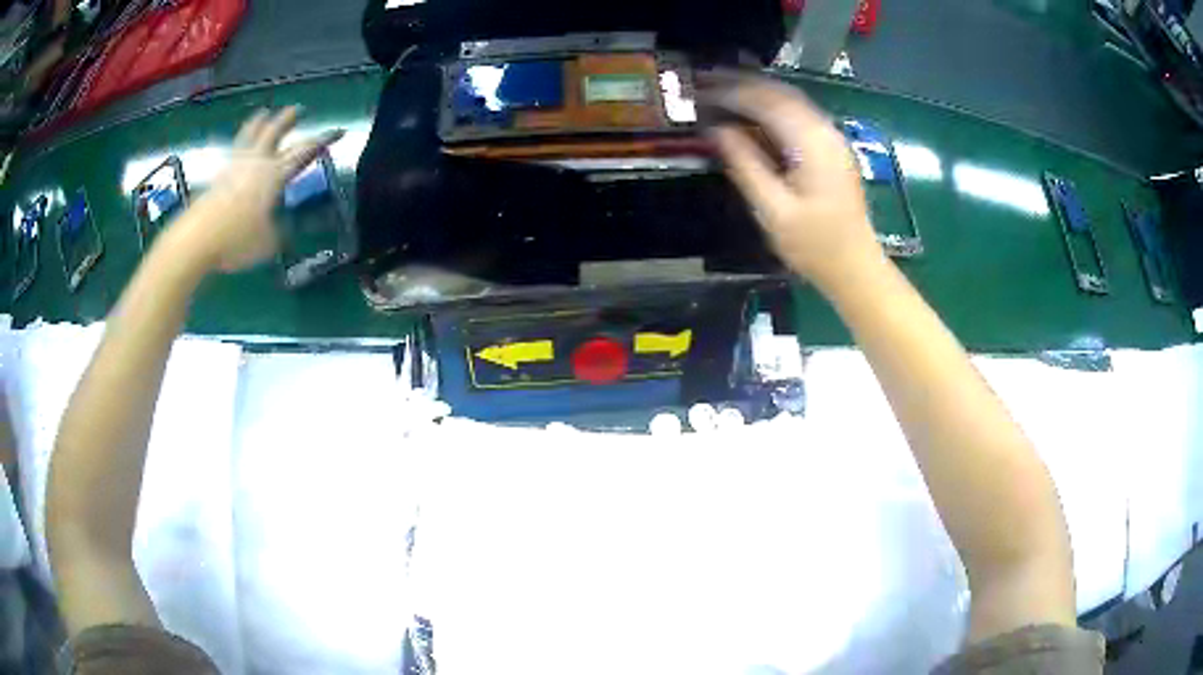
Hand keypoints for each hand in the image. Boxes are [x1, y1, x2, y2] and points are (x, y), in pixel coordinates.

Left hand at [171, 107, 342, 272]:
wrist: (197, 239)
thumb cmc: (236, 240)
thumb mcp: (267, 242)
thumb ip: (277, 230)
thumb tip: (281, 226)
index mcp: (274, 176)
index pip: (304, 152)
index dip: (323, 140)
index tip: (339, 130)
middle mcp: (257, 164)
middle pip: (275, 134)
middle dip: (288, 121)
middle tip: (298, 109)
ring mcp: (236, 167)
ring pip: (252, 136)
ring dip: (260, 123)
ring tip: (264, 113)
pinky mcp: (219, 176)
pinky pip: (236, 149)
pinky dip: (242, 140)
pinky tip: (242, 143)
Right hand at [706, 74, 884, 290]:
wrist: (855, 267)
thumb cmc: (814, 246)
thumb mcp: (773, 209)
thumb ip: (745, 164)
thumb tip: (717, 130)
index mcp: (811, 143)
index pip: (766, 102)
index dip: (731, 92)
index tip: (699, 90)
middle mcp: (825, 132)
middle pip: (780, 94)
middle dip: (743, 85)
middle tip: (706, 83)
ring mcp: (832, 139)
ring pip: (791, 101)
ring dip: (757, 94)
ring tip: (722, 92)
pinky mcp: (832, 150)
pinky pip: (799, 116)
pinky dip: (772, 109)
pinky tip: (753, 116)